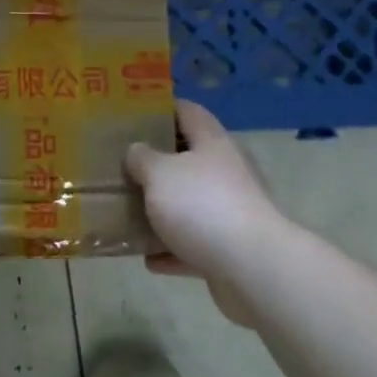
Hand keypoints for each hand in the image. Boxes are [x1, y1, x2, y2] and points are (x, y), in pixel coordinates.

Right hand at [125, 100, 285, 326]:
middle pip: (188, 158)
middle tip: (123, 165)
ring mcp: (230, 210)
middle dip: (156, 163)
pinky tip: (148, 259)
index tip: (133, 114)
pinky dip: (173, 250)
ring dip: (163, 210)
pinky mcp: (230, 248)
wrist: (253, 268)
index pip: (187, 111)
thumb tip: (136, 151)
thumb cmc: (202, 205)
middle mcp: (225, 171)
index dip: (162, 108)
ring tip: (129, 212)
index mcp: (211, 142)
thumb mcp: (159, 173)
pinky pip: (194, 244)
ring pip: (190, 203)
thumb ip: (142, 158)